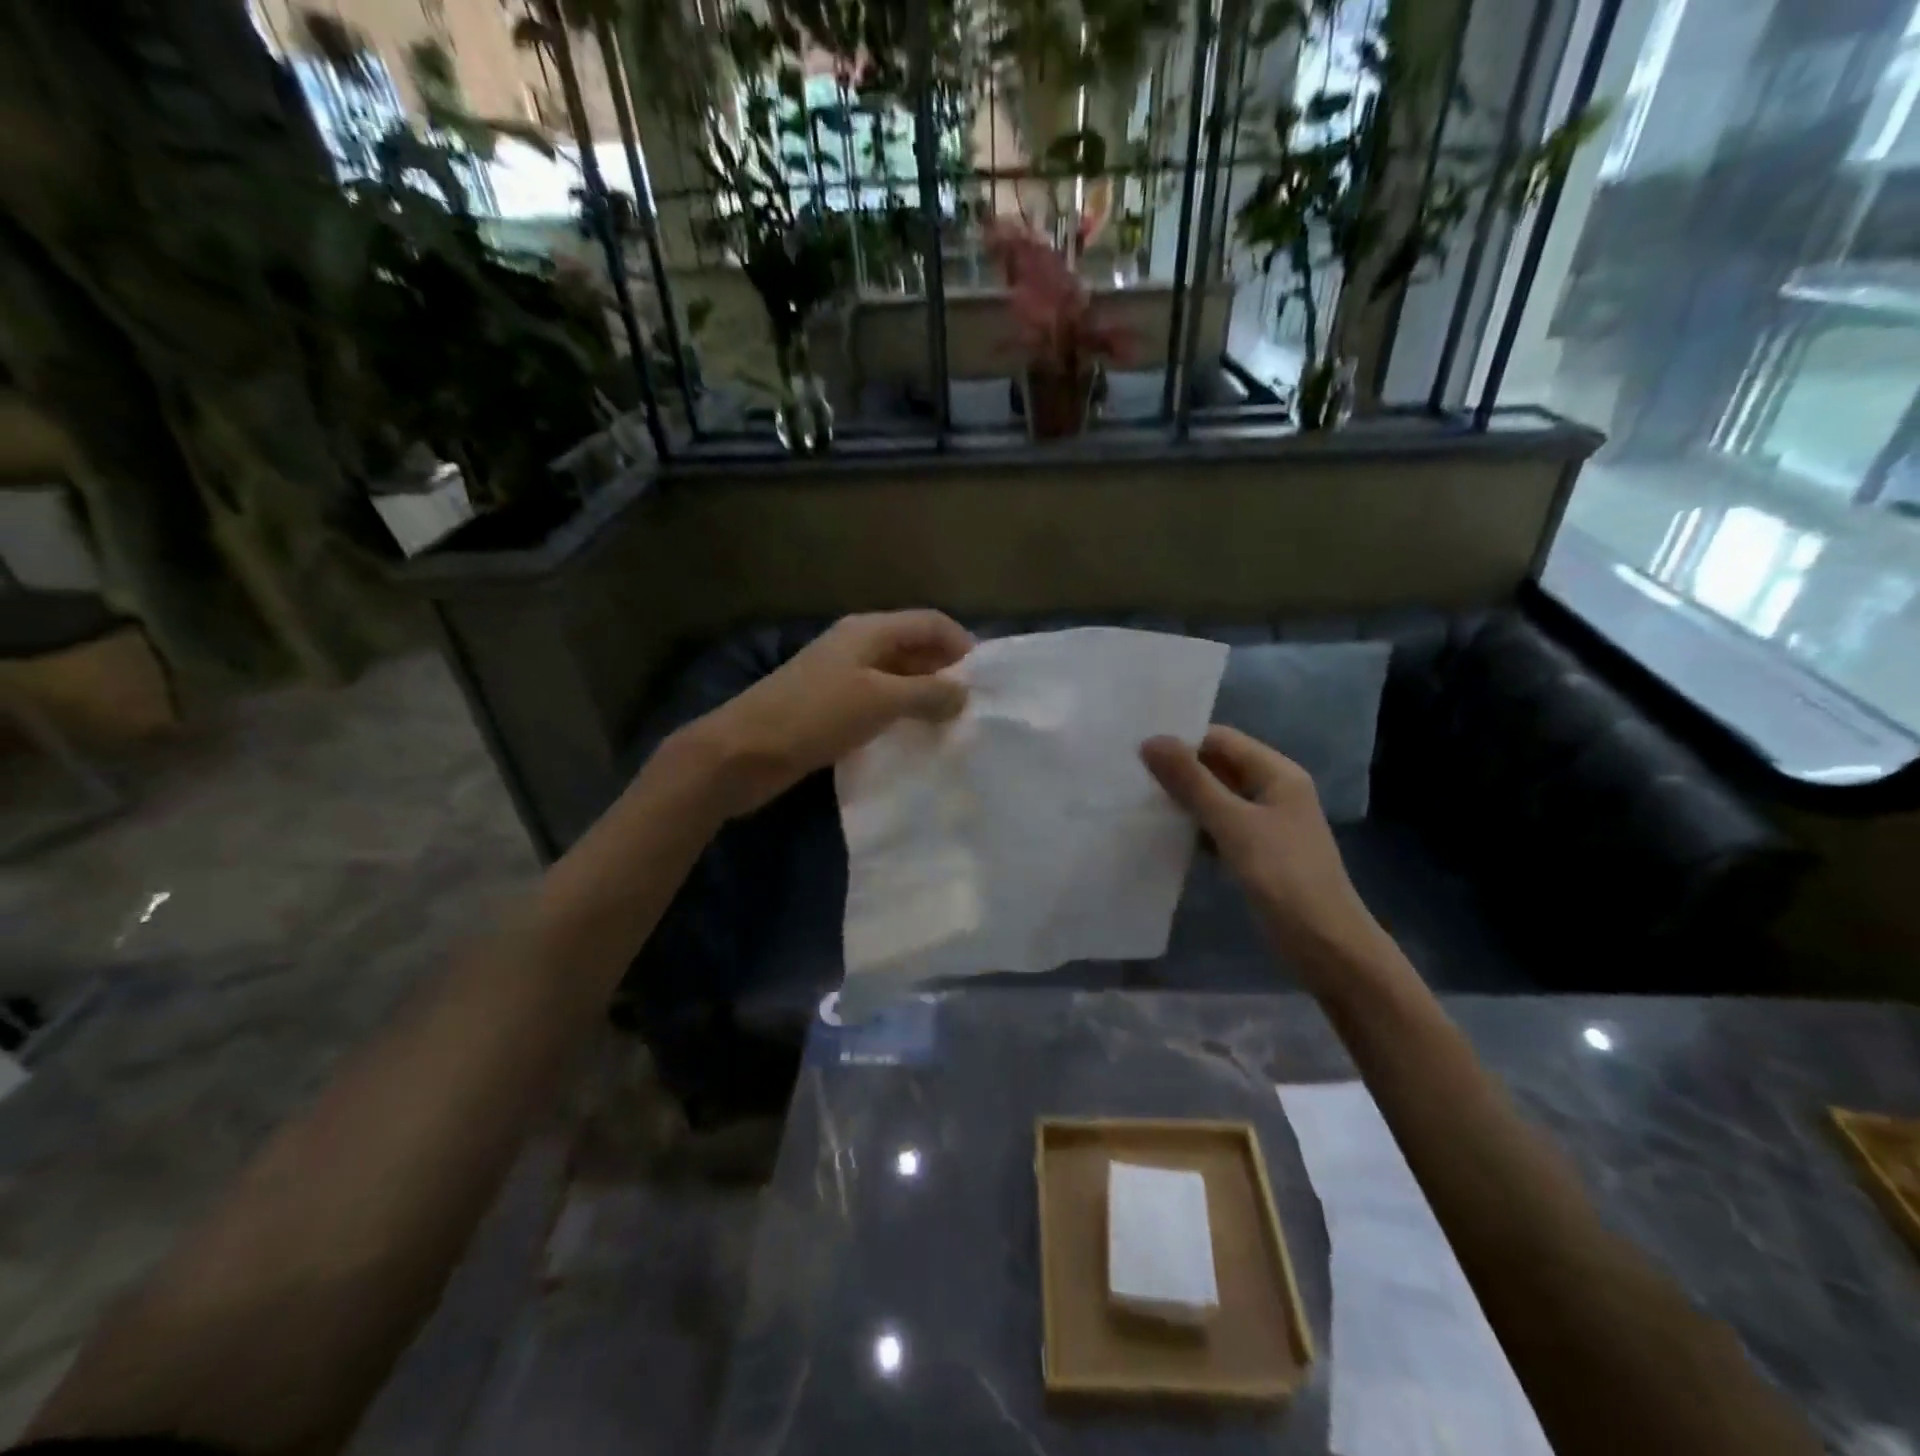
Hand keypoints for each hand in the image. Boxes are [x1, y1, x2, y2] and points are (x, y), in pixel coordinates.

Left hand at [680, 610, 973, 818]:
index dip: (963, 644)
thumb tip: (965, 693)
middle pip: (915, 647)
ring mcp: (842, 677)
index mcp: (869, 630)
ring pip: (898, 677)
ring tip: (954, 724)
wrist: (743, 752)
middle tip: (975, 707)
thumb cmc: (814, 716)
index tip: (988, 680)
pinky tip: (916, 736)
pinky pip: (879, 702)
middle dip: (947, 671)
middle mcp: (857, 646)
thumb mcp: (880, 700)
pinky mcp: (832, 708)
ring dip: (925, 695)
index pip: (930, 622)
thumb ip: (927, 693)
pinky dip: (902, 714)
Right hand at [1142, 726, 1385, 978]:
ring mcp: (1265, 823)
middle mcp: (1273, 790)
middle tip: (1128, 774)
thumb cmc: (1284, 877)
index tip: (1136, 749)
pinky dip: (1193, 826)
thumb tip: (1150, 741)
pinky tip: (1162, 833)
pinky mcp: (1255, 852)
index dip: (1181, 740)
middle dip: (1178, 769)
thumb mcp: (1233, 824)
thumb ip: (1191, 782)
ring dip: (1182, 798)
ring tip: (1136, 799)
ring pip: (1215, 798)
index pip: (1221, 740)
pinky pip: (1218, 826)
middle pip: (1218, 766)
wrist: (1325, 945)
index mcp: (1277, 773)